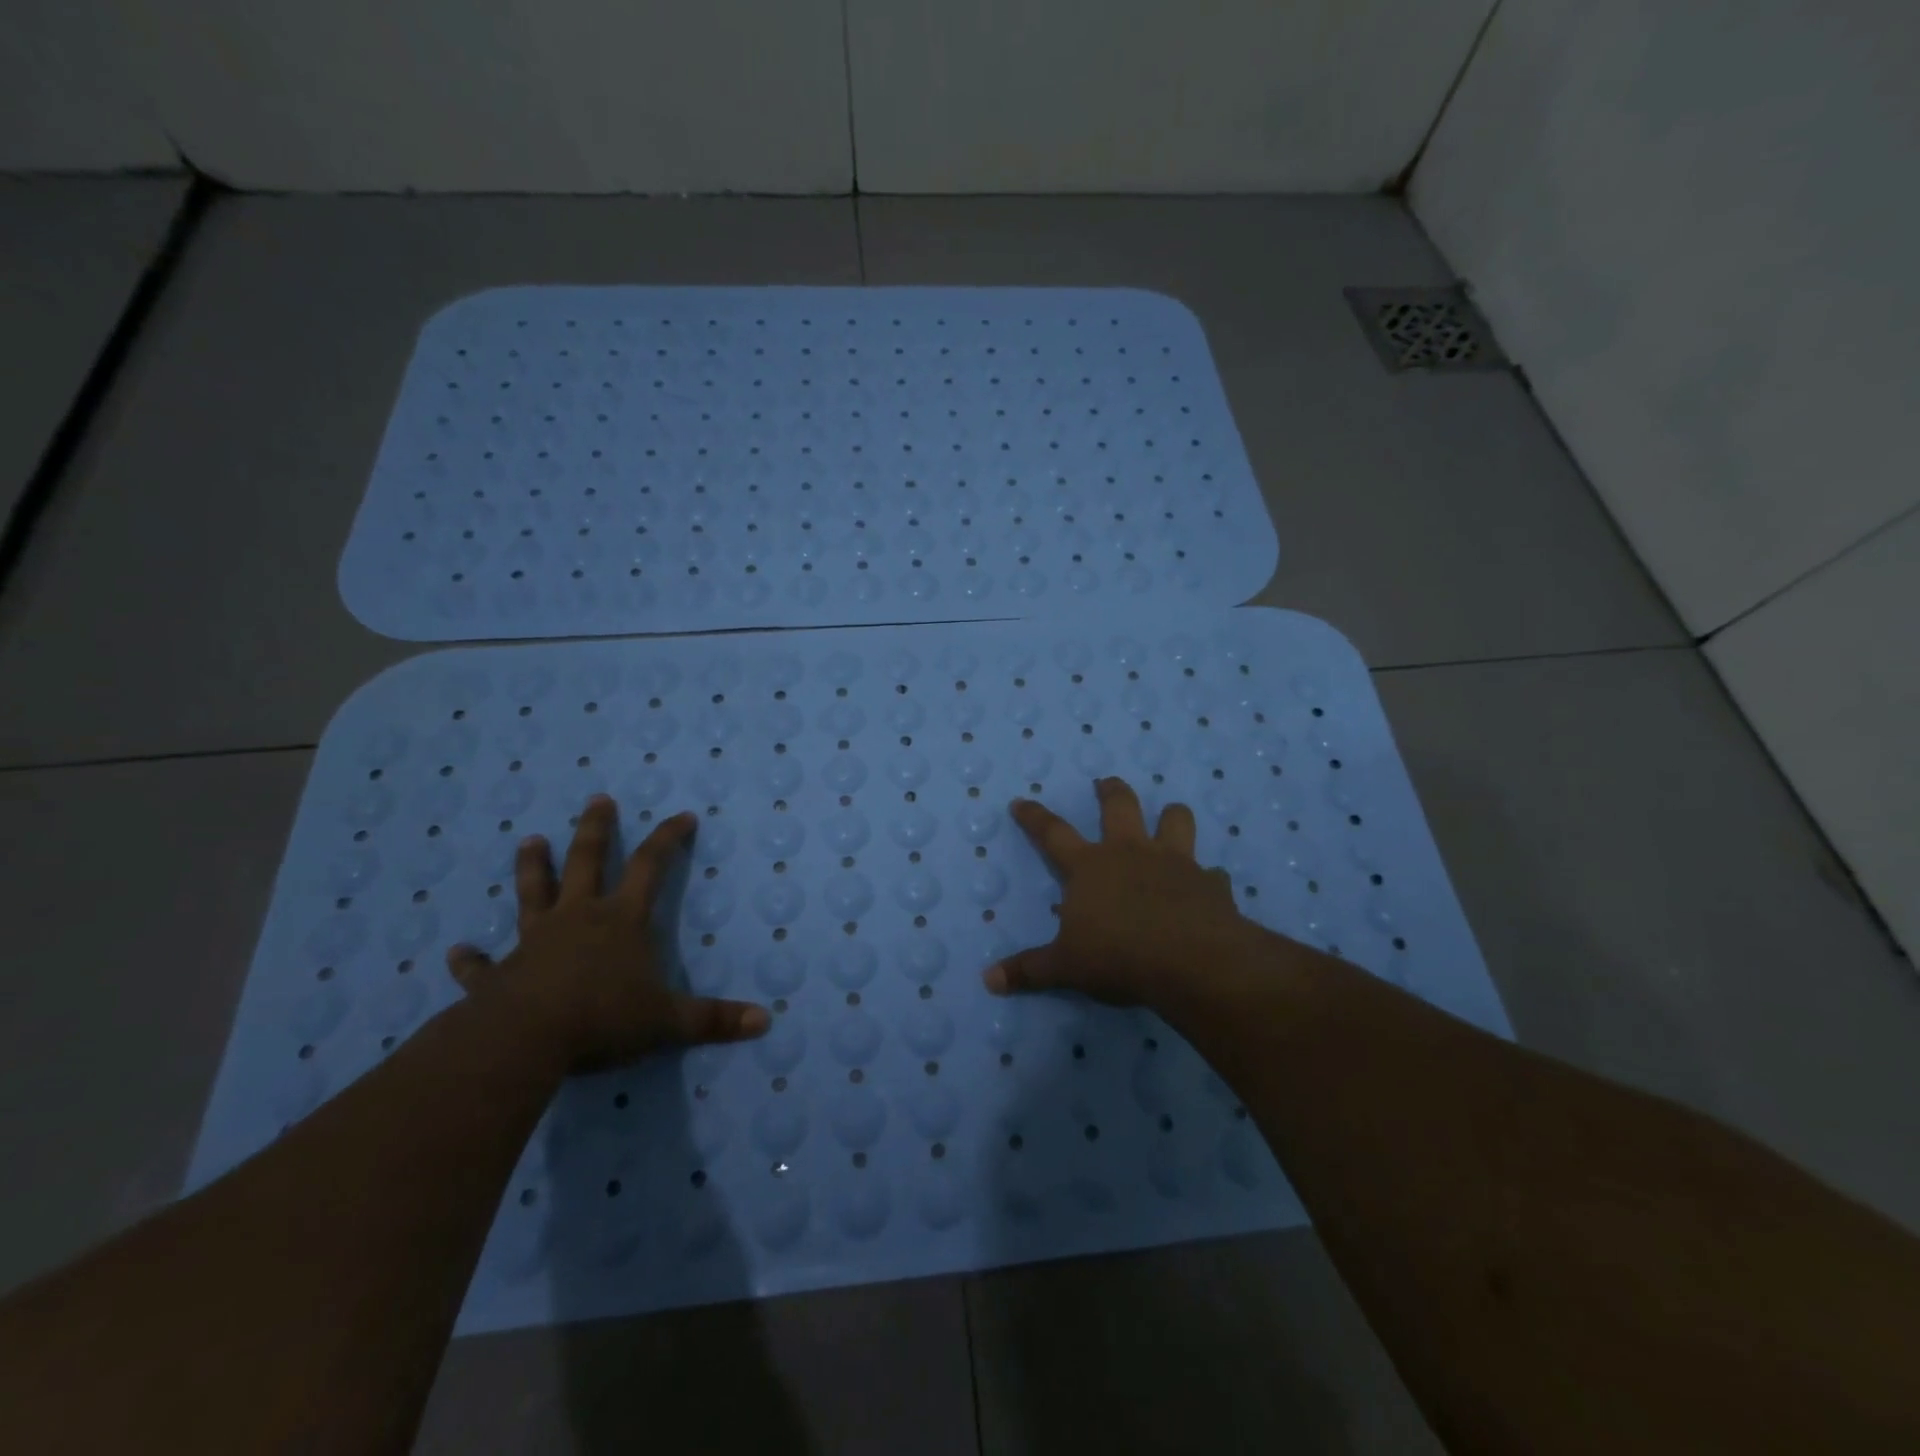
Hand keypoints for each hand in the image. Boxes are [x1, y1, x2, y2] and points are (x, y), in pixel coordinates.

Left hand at [445, 795, 769, 1070]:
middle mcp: (578, 919)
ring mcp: (534, 943)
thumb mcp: (668, 1021)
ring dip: (532, 868)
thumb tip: (766, 1021)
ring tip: (530, 840)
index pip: (651, 867)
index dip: (669, 839)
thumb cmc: (602, 1019)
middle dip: (596, 830)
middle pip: (587, 862)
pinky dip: (470, 960)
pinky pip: (482, 966)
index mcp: (621, 921)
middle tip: (597, 800)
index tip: (683, 816)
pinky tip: (456, 952)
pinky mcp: (498, 976)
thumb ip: (714, 1020)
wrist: (524, 1042)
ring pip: (533, 894)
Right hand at [983, 776, 1259, 1008]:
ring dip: (1171, 816)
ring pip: (1175, 820)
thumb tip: (989, 980)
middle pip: (1119, 805)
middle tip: (1105, 783)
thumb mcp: (1066, 967)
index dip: (1034, 817)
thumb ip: (1029, 970)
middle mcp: (1130, 853)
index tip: (1021, 801)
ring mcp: (1175, 862)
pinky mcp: (1209, 882)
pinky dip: (1207, 878)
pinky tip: (1206, 888)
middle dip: (1110, 791)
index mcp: (1090, 867)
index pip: (1052, 833)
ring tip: (1168, 817)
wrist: (1191, 961)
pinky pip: (1211, 872)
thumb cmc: (1119, 957)